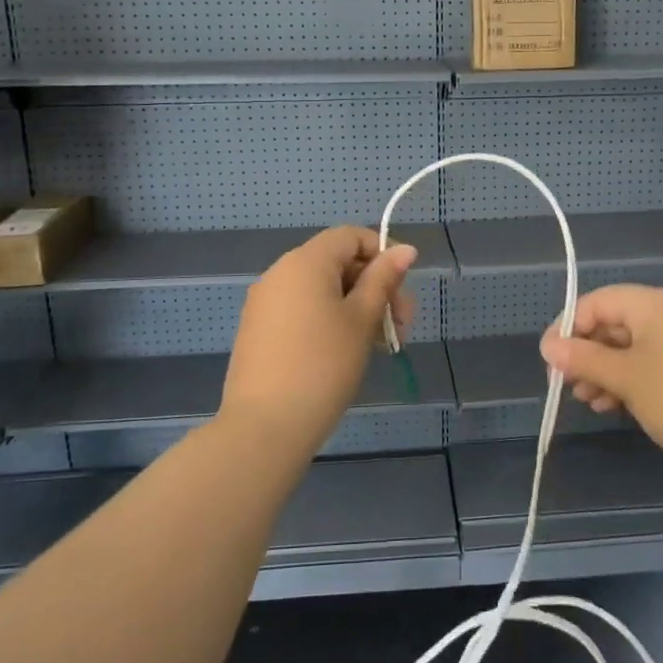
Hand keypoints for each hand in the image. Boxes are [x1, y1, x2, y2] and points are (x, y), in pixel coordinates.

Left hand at [221, 227, 417, 457]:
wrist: (265, 426)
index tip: (402, 290)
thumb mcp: (362, 319)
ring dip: (355, 307)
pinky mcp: (258, 329)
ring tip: (377, 345)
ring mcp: (264, 301)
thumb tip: (404, 249)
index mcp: (305, 261)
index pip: (350, 236)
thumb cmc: (324, 366)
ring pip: (321, 289)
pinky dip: (328, 319)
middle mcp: (280, 272)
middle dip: (374, 287)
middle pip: (337, 262)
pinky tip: (345, 353)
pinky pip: (301, 309)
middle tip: (400, 327)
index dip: (382, 254)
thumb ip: (383, 279)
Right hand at [538, 285, 662, 481]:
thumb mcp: (626, 378)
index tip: (549, 361)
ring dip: (603, 371)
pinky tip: (612, 406)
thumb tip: (548, 345)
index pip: (597, 302)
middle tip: (565, 385)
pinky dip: (627, 381)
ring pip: (629, 348)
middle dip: (585, 353)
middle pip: (613, 324)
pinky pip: (648, 365)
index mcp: (655, 304)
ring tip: (587, 401)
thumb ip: (583, 359)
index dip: (568, 327)